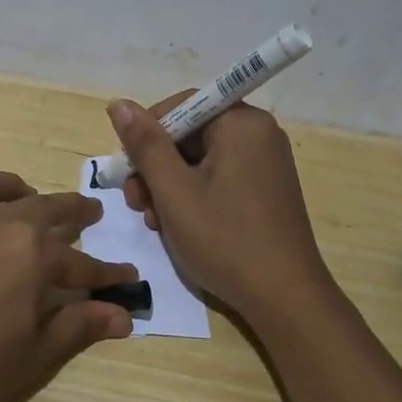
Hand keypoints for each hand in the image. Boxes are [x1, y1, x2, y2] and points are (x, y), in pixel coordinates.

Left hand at [0, 171, 137, 401]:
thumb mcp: (33, 357)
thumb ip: (78, 328)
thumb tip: (123, 316)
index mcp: (31, 256)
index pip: (82, 264)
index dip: (107, 275)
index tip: (128, 278)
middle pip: (43, 208)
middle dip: (72, 211)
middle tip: (89, 214)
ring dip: (10, 187)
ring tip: (23, 194)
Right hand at [111, 94, 333, 320]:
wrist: (283, 297)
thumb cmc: (225, 240)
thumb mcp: (174, 192)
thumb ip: (145, 145)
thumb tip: (117, 104)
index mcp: (242, 124)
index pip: (181, 105)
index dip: (147, 133)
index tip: (129, 170)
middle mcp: (259, 134)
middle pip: (189, 134)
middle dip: (155, 167)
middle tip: (136, 203)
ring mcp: (265, 164)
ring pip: (200, 160)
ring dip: (168, 186)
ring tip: (154, 222)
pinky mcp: (265, 190)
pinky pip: (218, 178)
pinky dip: (192, 196)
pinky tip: (177, 226)